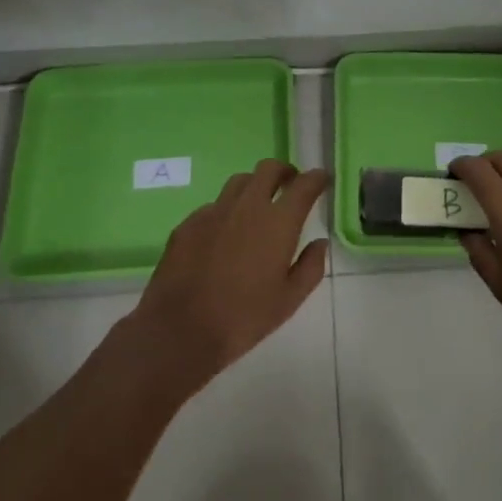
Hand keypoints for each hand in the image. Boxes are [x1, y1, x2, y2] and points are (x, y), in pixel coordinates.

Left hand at [126, 160, 329, 389]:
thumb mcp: (288, 301)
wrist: (179, 331)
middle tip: (290, 185)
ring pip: (240, 181)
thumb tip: (320, 243)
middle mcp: (248, 205)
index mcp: (278, 222)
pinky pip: (214, 205)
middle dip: (284, 171)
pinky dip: (227, 211)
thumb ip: (310, 268)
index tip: (322, 179)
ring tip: (257, 206)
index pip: (304, 185)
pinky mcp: (189, 222)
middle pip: (269, 169)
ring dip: (255, 186)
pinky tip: (224, 235)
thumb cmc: (242, 318)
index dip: (316, 178)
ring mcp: (215, 210)